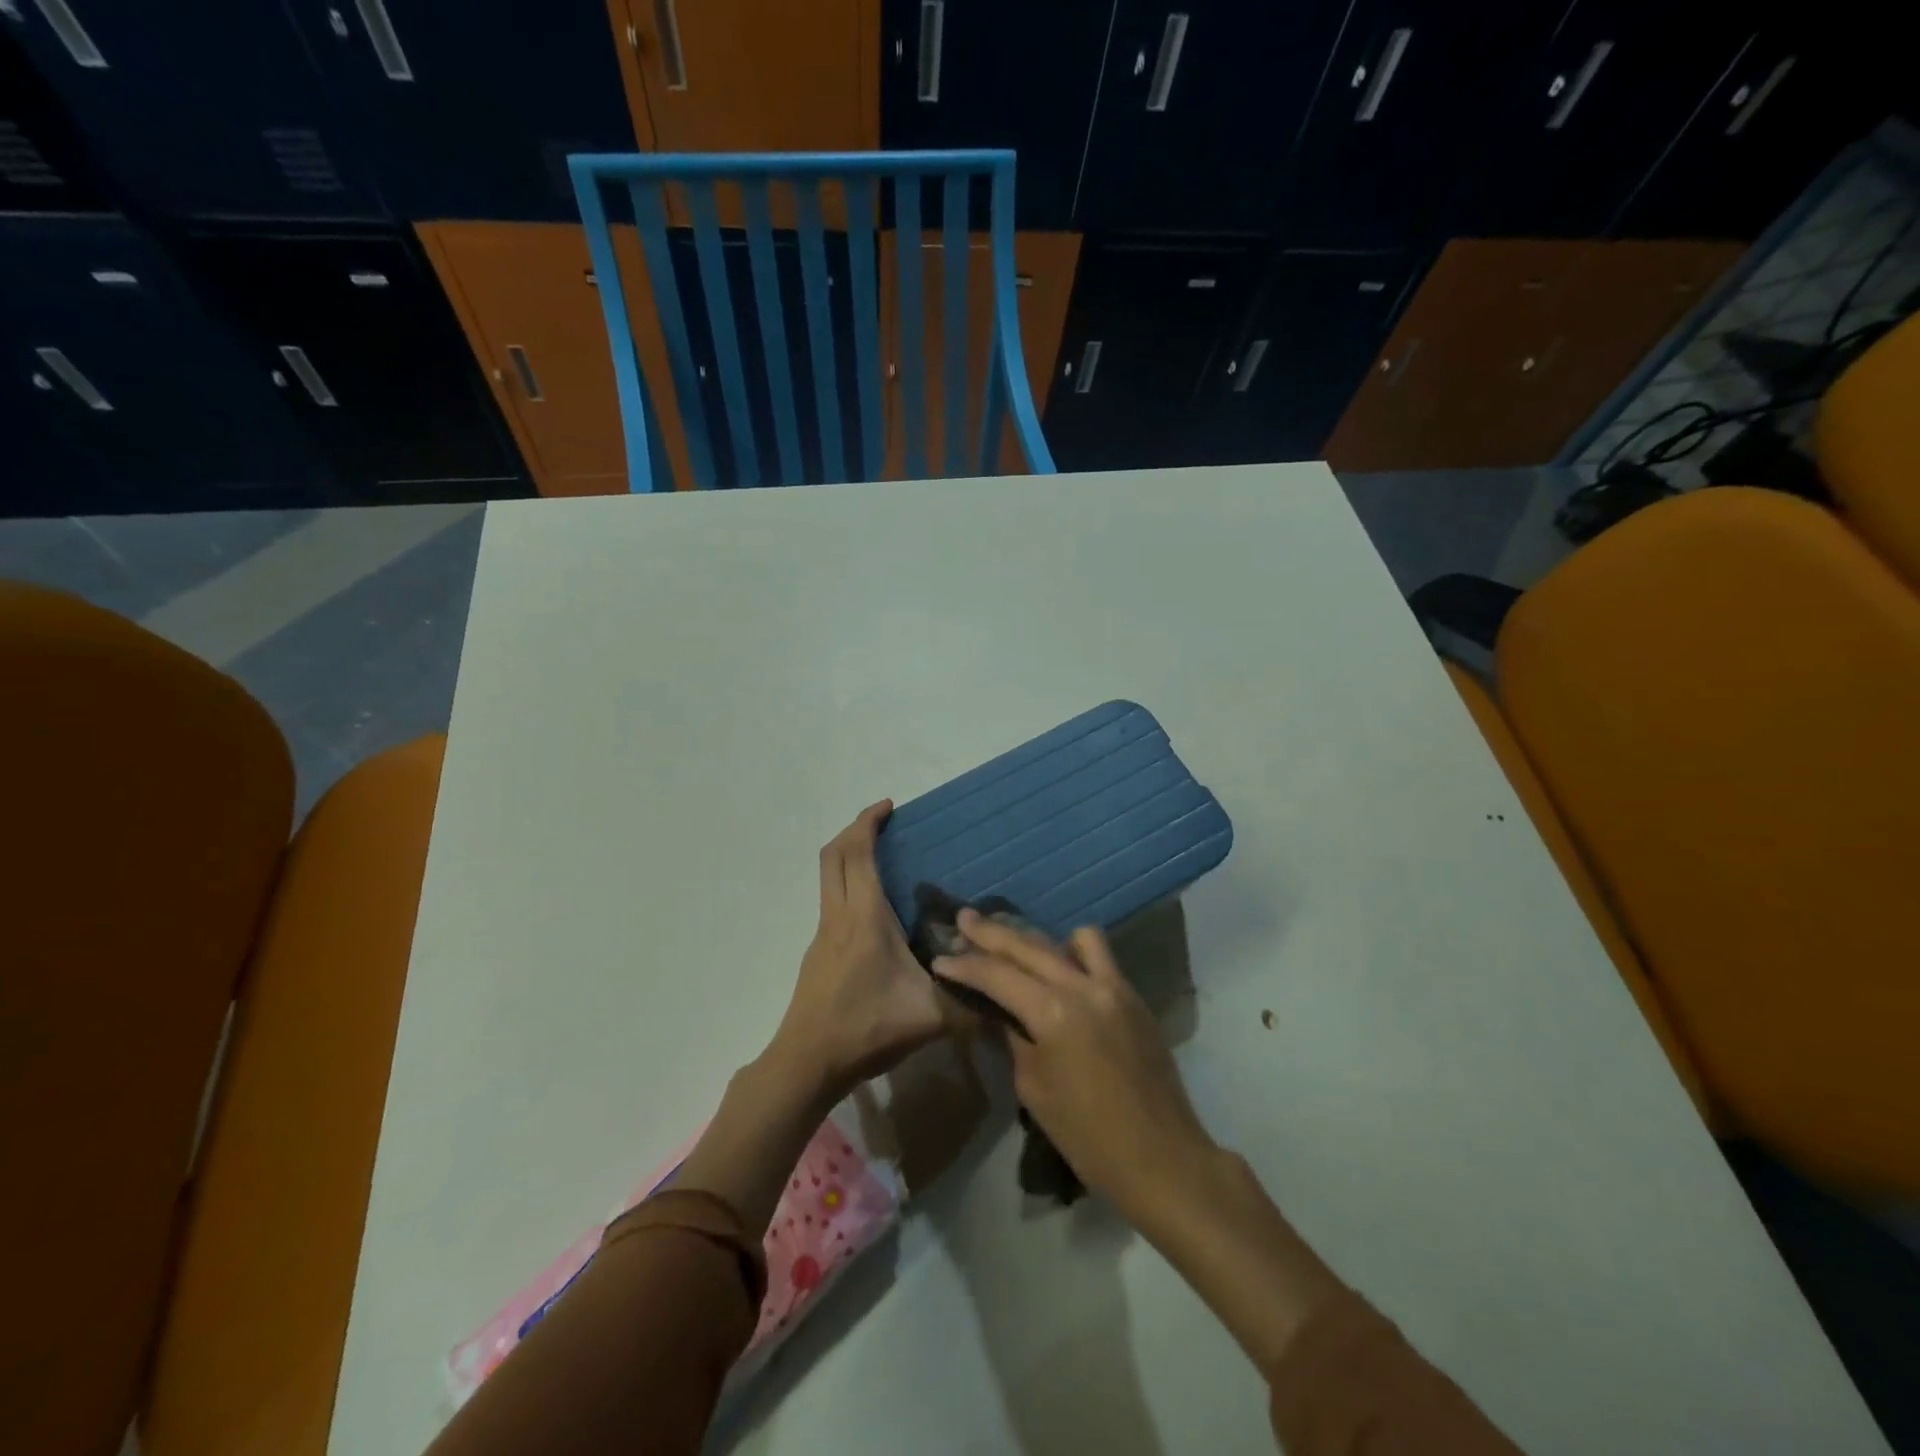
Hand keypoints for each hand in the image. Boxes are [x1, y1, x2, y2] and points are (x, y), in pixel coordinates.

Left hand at [768, 800, 953, 1099]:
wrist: (806, 1063)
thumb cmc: (865, 1029)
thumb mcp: (930, 1018)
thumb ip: (972, 1005)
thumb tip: (1011, 996)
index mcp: (863, 917)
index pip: (856, 853)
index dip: (867, 822)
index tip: (888, 805)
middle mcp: (838, 916)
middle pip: (833, 855)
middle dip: (854, 830)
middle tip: (883, 823)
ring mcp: (823, 934)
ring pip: (828, 878)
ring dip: (849, 858)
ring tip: (884, 861)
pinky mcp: (818, 953)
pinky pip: (832, 901)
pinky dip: (848, 886)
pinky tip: (876, 914)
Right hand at [933, 911, 1215, 1220]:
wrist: (1161, 1157)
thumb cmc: (1087, 1136)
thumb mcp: (1034, 1088)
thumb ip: (1014, 1037)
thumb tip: (999, 1012)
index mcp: (1054, 1012)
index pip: (997, 975)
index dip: (964, 965)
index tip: (939, 958)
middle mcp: (1083, 986)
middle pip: (1028, 946)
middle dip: (991, 932)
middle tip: (963, 918)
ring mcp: (1113, 986)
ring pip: (1068, 939)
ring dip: (1036, 938)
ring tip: (1015, 944)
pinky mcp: (1132, 995)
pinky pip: (1100, 956)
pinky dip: (1075, 952)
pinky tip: (1061, 966)